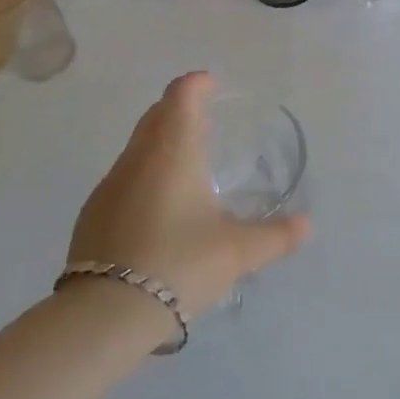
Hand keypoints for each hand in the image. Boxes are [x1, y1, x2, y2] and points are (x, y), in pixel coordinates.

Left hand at [68, 72, 310, 318]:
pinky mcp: (92, 215)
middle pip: (156, 115)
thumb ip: (275, 236)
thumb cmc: (179, 263)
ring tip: (185, 166)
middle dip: (178, 110)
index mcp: (173, 150)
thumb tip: (307, 225)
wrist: (105, 314)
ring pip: (137, 147)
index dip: (196, 84)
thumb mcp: (237, 252)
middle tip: (203, 121)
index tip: (211, 85)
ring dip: (159, 144)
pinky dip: (143, 177)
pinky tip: (157, 210)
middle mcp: (138, 157)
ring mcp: (109, 185)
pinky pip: (123, 179)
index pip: (181, 95)